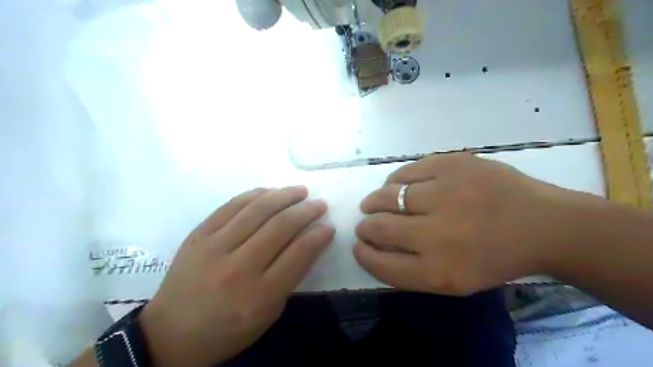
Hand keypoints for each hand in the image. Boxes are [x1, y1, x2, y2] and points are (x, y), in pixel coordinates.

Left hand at [137, 188, 332, 365]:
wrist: (170, 333)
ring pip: (257, 210)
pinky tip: (270, 192)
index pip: (298, 254)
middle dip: (306, 211)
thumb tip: (308, 242)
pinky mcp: (198, 234)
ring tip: (300, 191)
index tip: (328, 226)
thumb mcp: (267, 314)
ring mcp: (215, 247)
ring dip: (284, 196)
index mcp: (259, 295)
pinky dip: (255, 195)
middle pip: (280, 227)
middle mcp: (238, 267)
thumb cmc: (227, 329)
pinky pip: (231, 206)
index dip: (318, 236)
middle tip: (319, 204)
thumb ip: (290, 278)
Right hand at [356, 154, 597, 295]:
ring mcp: (446, 193)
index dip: (363, 254)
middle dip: (365, 227)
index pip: (381, 264)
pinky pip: (406, 172)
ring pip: (387, 195)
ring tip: (373, 202)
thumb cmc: (495, 258)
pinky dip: (394, 180)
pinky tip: (396, 185)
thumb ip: (410, 269)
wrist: (542, 224)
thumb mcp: (454, 281)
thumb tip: (374, 245)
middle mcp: (438, 233)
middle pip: (379, 227)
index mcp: (440, 271)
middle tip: (365, 224)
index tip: (358, 246)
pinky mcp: (452, 164)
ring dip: (374, 201)